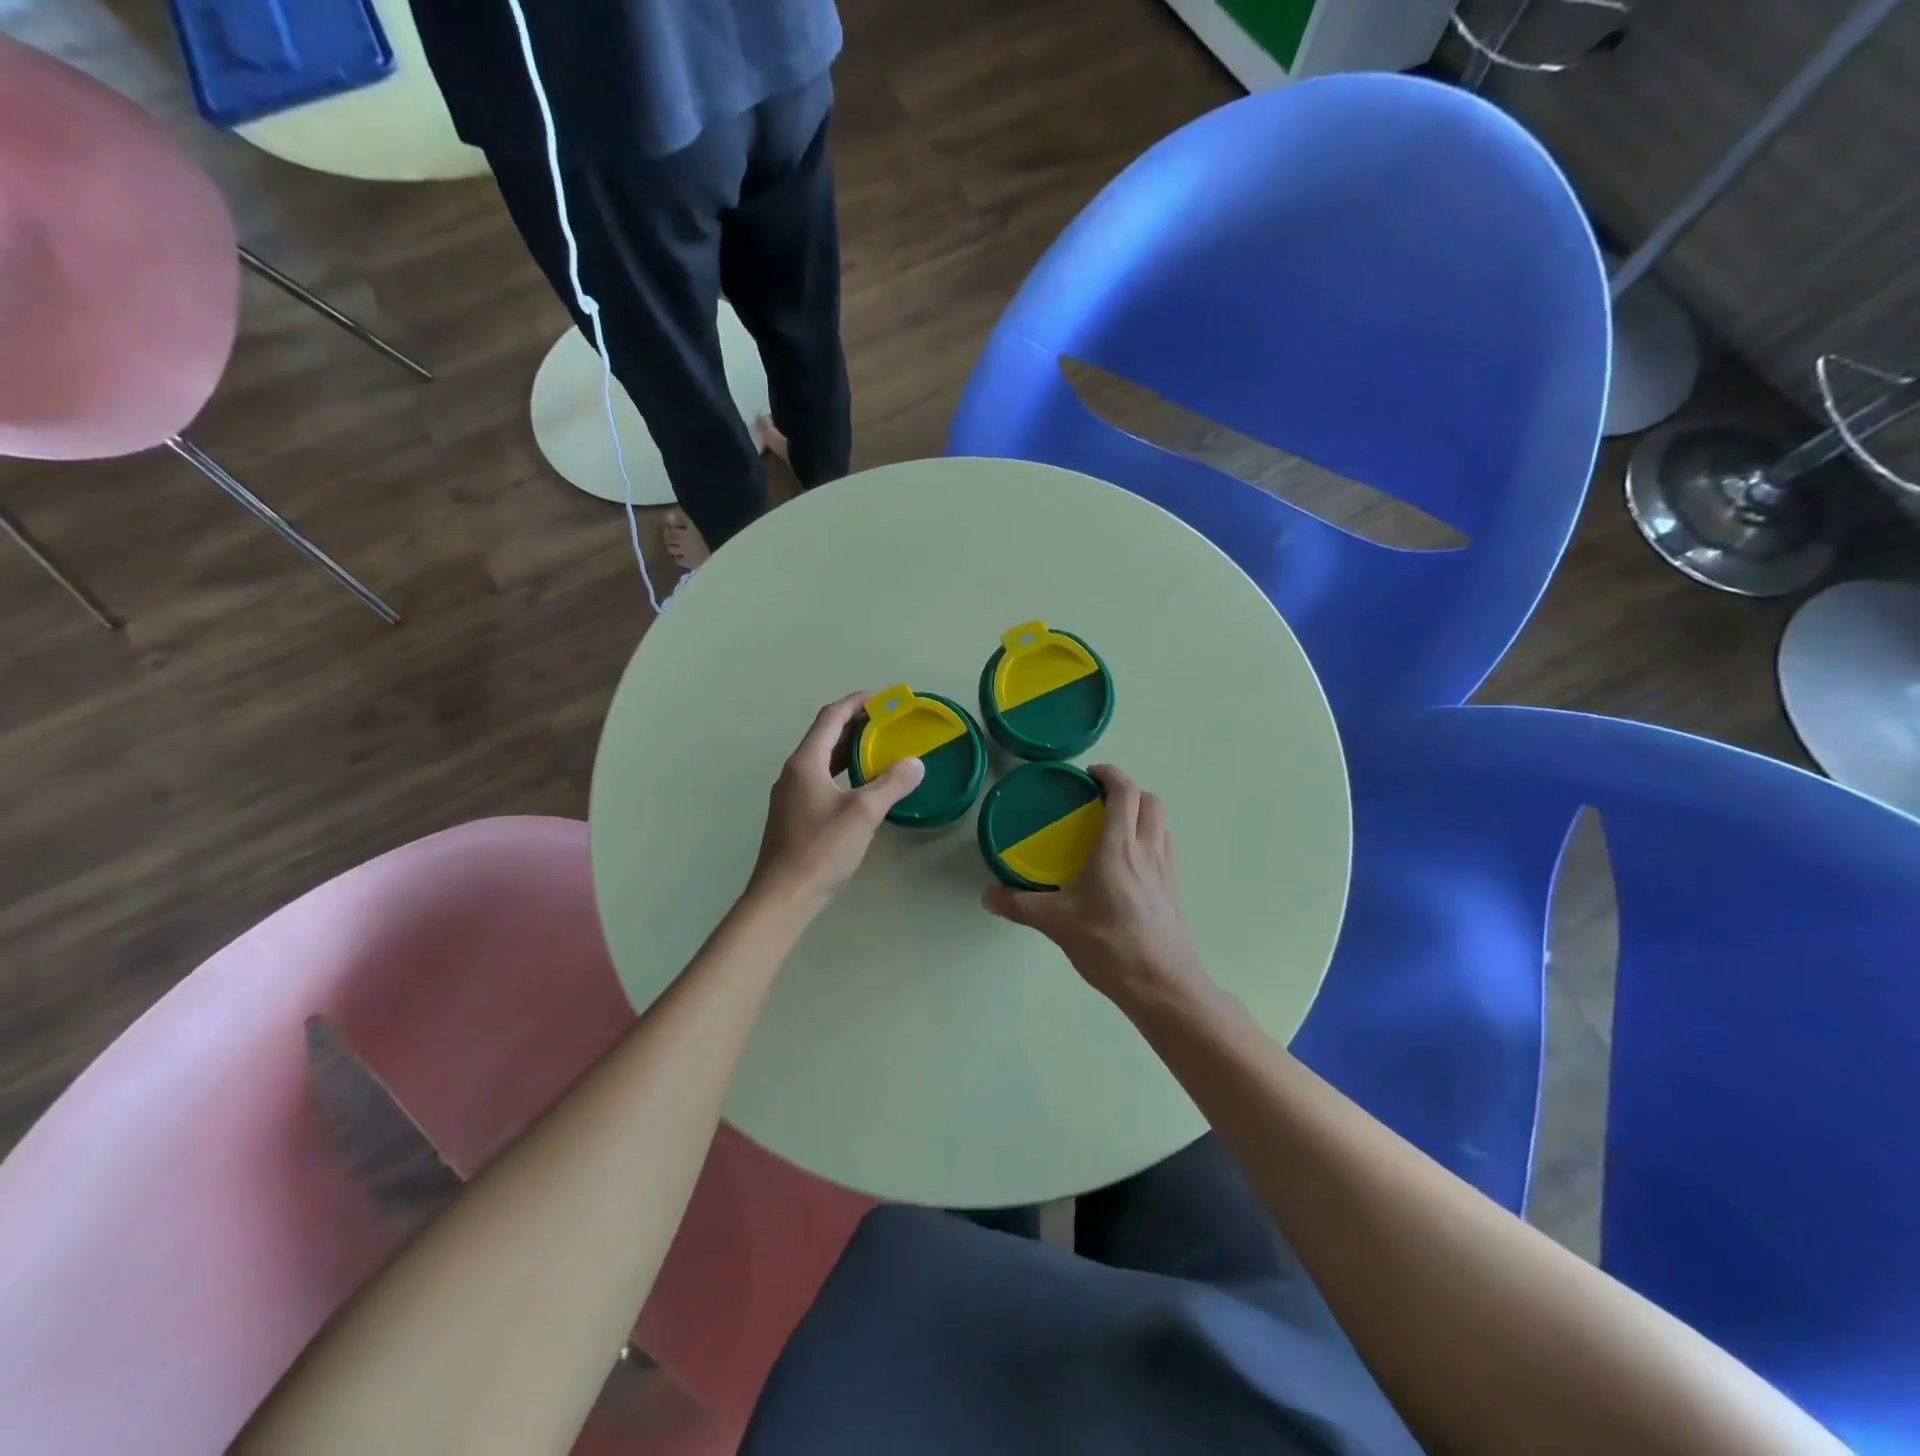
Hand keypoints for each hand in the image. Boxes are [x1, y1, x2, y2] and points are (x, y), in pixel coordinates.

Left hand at [747, 692, 925, 911]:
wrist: (783, 896)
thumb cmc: (821, 850)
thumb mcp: (863, 813)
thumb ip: (891, 784)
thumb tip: (915, 763)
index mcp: (805, 762)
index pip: (831, 717)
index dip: (856, 702)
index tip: (883, 698)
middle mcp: (793, 772)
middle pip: (824, 735)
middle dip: (855, 724)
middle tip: (887, 723)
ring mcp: (790, 795)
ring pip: (822, 760)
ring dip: (848, 749)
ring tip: (878, 749)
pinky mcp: (793, 815)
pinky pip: (820, 779)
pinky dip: (842, 771)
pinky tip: (861, 786)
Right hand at [981, 765, 1210, 1006]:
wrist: (1162, 985)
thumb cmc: (1108, 945)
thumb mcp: (1056, 923)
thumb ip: (1019, 906)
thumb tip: (987, 896)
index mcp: (1118, 848)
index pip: (1124, 792)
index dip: (1110, 774)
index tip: (1089, 774)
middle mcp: (1147, 851)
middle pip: (1150, 801)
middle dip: (1128, 791)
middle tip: (1100, 801)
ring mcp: (1166, 871)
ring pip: (1162, 824)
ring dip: (1143, 814)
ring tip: (1115, 828)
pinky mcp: (1173, 891)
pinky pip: (1166, 849)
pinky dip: (1151, 840)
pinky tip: (1130, 865)